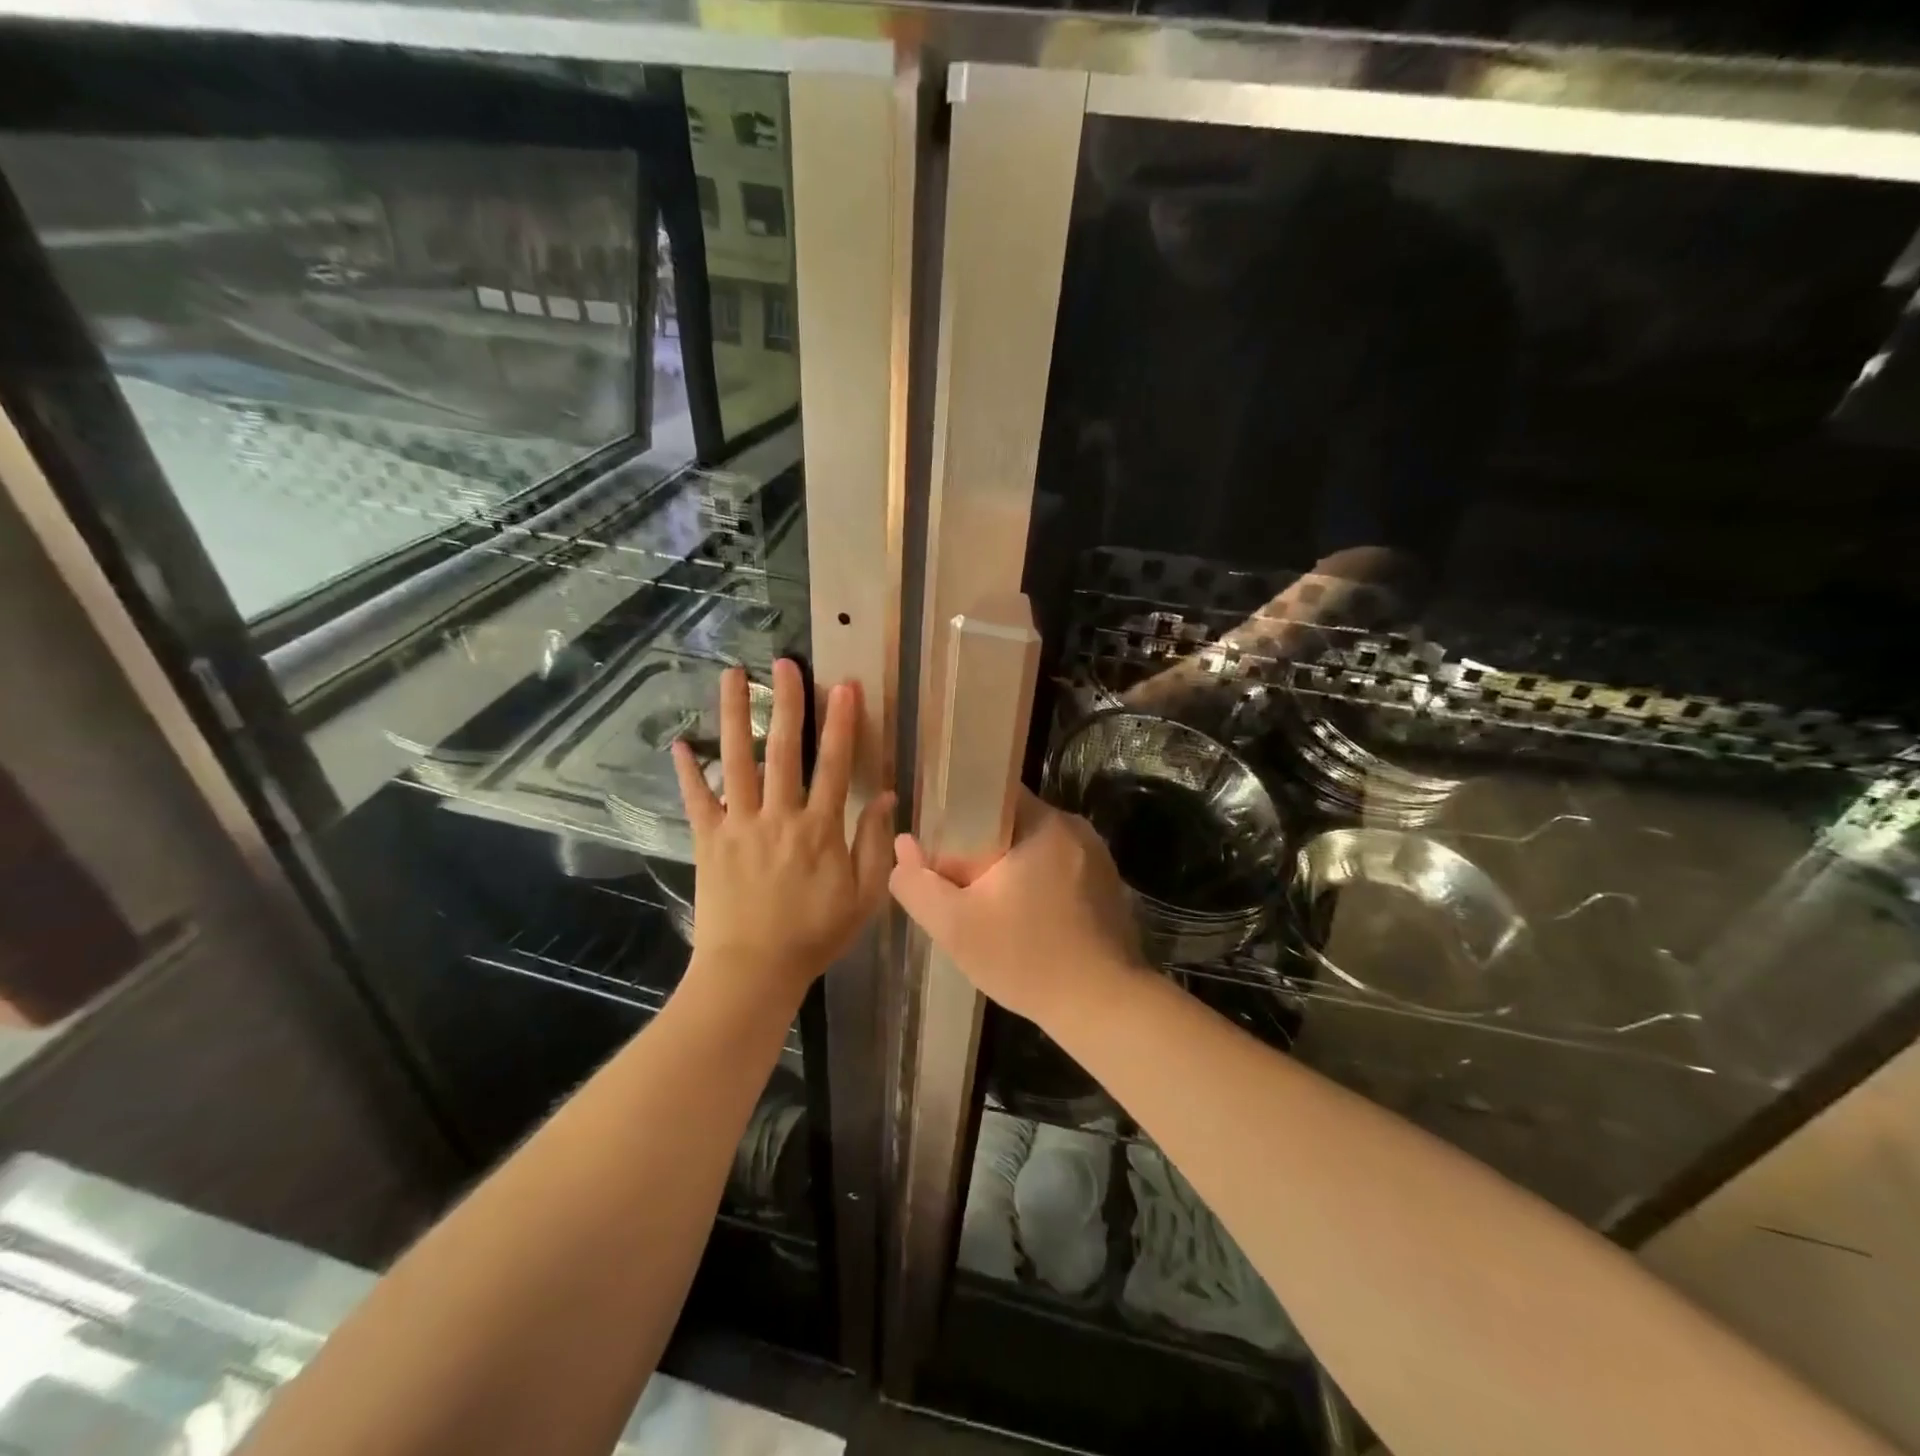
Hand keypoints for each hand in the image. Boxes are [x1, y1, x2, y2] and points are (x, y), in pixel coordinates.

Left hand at [672, 659, 894, 998]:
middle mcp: (779, 816)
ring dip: (735, 716)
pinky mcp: (709, 841)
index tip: (844, 687)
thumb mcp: (864, 896)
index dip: (841, 724)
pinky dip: (687, 772)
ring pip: (737, 762)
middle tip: (784, 663)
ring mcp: (739, 826)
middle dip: (787, 703)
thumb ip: (876, 844)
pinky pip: (696, 801)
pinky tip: (679, 743)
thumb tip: (887, 797)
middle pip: (783, 751)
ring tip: (731, 676)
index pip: (834, 765)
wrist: (753, 970)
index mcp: (820, 828)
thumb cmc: (814, 935)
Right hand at [889, 792, 1146, 1030]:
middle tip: (960, 888)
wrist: (1103, 1007)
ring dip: (1009, 870)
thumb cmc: (1026, 959)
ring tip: (990, 909)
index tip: (942, 849)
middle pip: (1011, 822)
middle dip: (981, 850)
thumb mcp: (954, 926)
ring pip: (1034, 848)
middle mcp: (1074, 828)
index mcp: (1043, 823)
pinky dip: (1036, 885)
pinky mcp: (1107, 884)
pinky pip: (1058, 869)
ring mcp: (1096, 856)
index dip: (959, 815)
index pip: (991, 794)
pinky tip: (1025, 922)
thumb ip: (918, 884)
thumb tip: (903, 845)